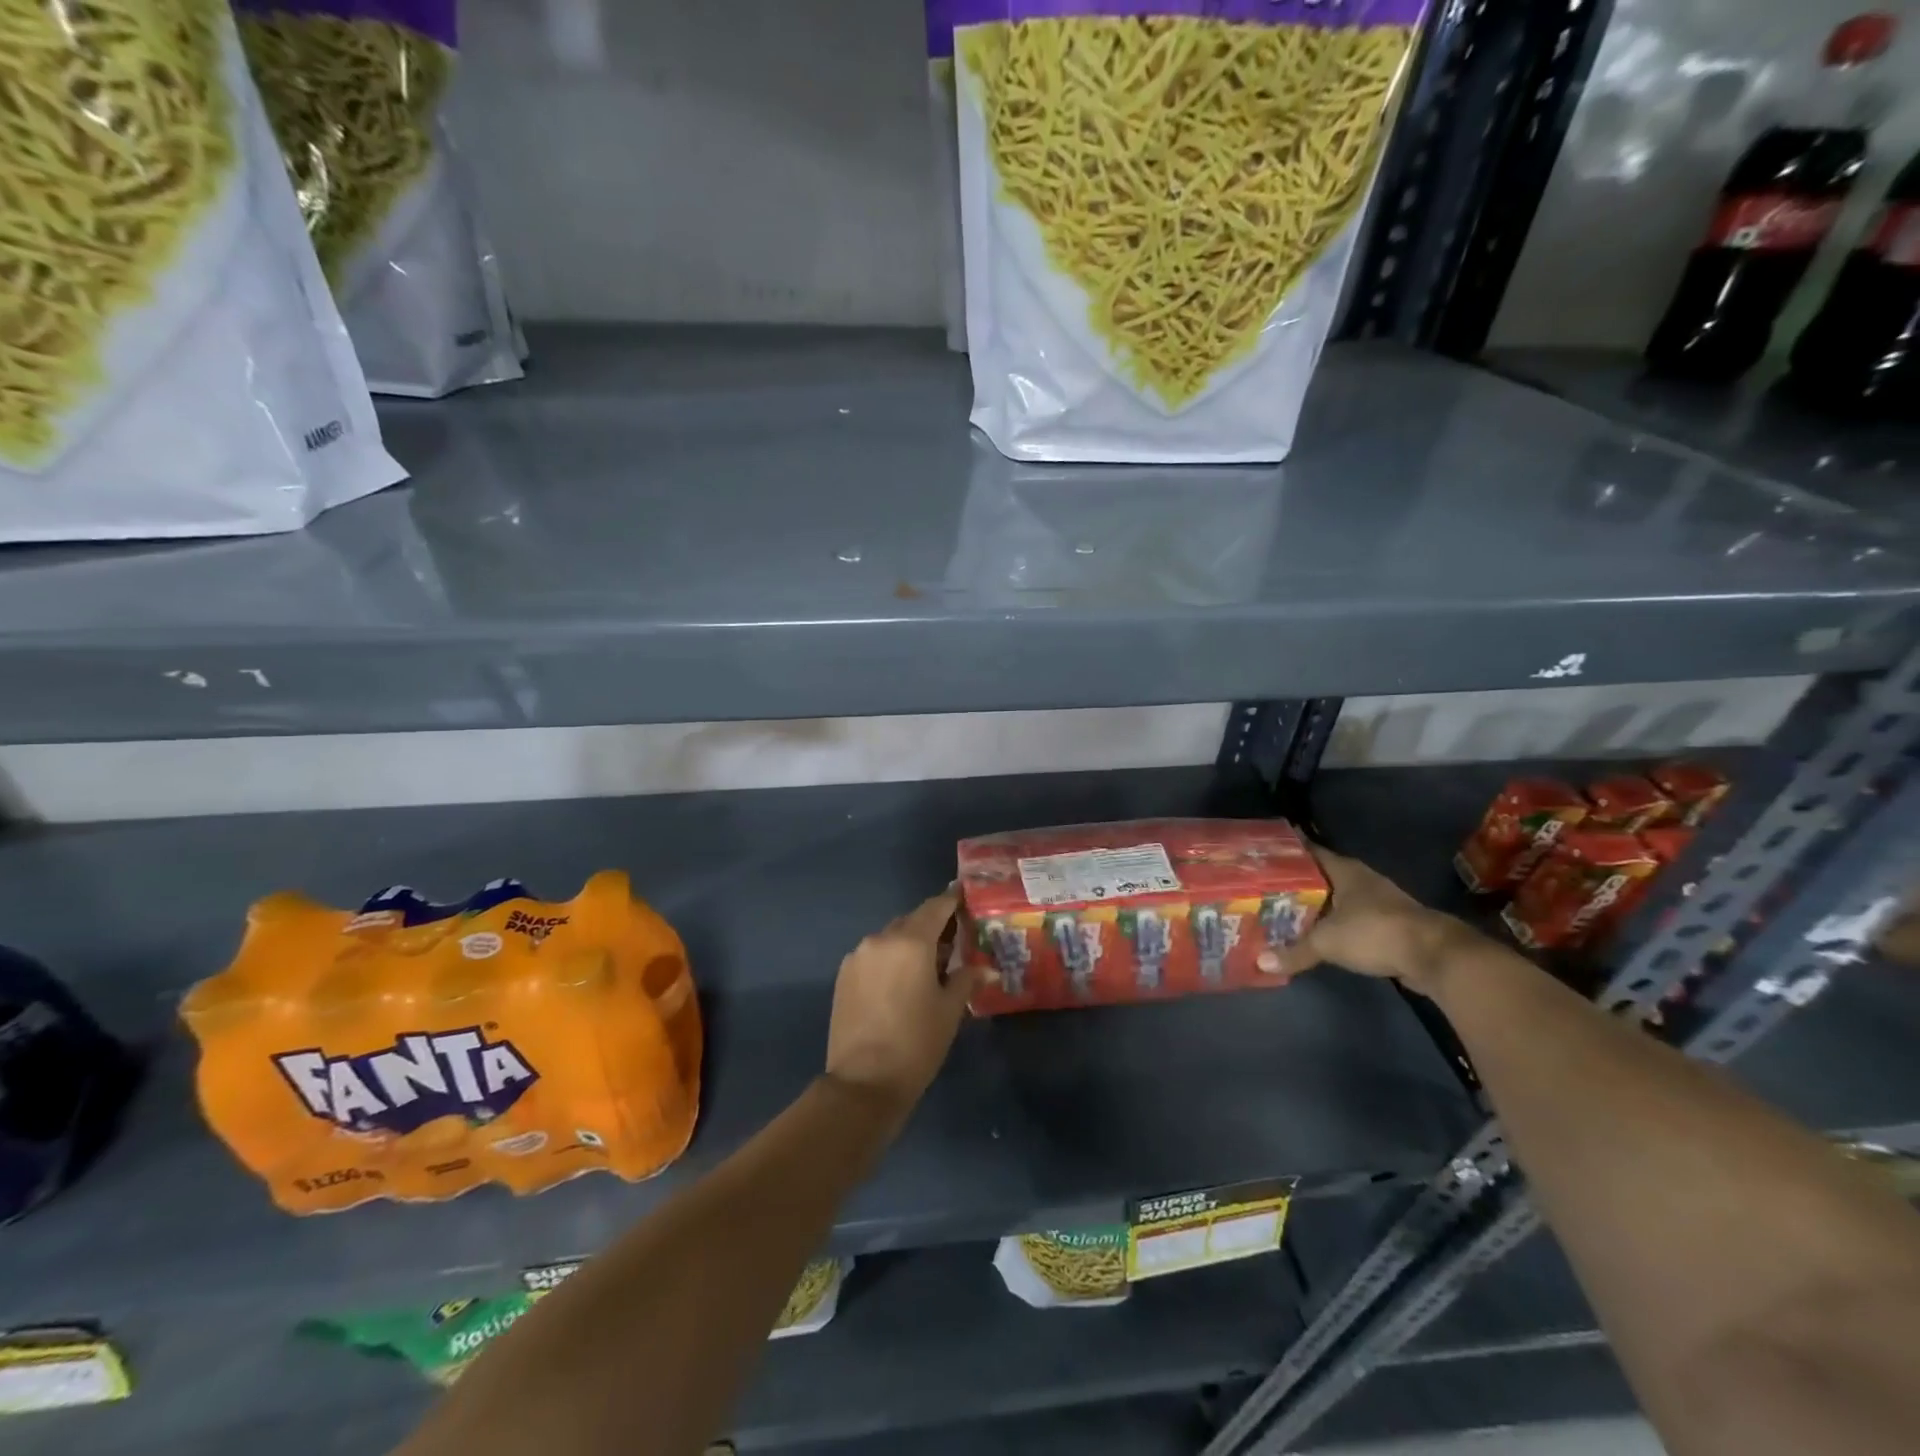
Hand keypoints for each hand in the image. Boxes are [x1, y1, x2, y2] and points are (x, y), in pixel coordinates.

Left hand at [825, 887, 987, 1113]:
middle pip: (912, 920)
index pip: (936, 907)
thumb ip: (967, 980)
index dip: (953, 900)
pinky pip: (873, 955)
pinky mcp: (844, 975)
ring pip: (891, 937)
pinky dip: (890, 958)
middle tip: (954, 940)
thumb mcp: (950, 1010)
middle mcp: (881, 939)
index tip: (966, 897)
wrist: (863, 1082)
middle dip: (933, 926)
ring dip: (910, 943)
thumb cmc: (916, 1043)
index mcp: (911, 942)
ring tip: (928, 965)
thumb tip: (989, 970)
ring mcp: (858, 956)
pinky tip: (900, 982)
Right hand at [1270, 845, 1474, 994]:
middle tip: (1266, 887)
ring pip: (1338, 898)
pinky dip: (1334, 923)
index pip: (1309, 852)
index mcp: (1344, 870)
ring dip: (1317, 904)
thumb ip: (1294, 951)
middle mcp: (1361, 879)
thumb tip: (1260, 962)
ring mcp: (1378, 901)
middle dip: (1297, 882)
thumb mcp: (1327, 942)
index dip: (1288, 852)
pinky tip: (1318, 933)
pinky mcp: (1389, 924)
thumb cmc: (1375, 932)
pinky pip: (1351, 918)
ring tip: (1286, 911)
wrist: (1435, 955)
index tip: (1264, 854)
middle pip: (1322, 876)